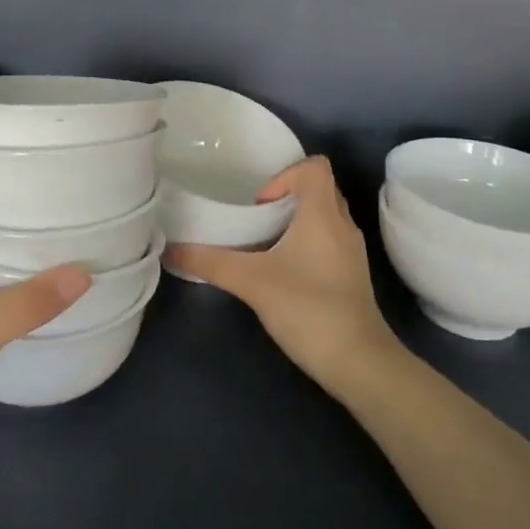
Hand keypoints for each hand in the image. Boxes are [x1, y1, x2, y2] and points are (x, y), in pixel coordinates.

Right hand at [166, 156, 398, 392]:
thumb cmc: (308, 309)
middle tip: (257, 220)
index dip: (285, 175)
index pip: (315, 166)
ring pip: (325, 216)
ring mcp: (352, 251)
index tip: (260, 205)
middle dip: (286, 197)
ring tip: (266, 245)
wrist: (359, 362)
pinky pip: (330, 241)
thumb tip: (170, 250)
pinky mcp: (352, 275)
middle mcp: (343, 224)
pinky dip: (308, 243)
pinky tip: (284, 272)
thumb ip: (210, 263)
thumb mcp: (252, 282)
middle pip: (319, 188)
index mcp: (323, 214)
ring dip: (296, 221)